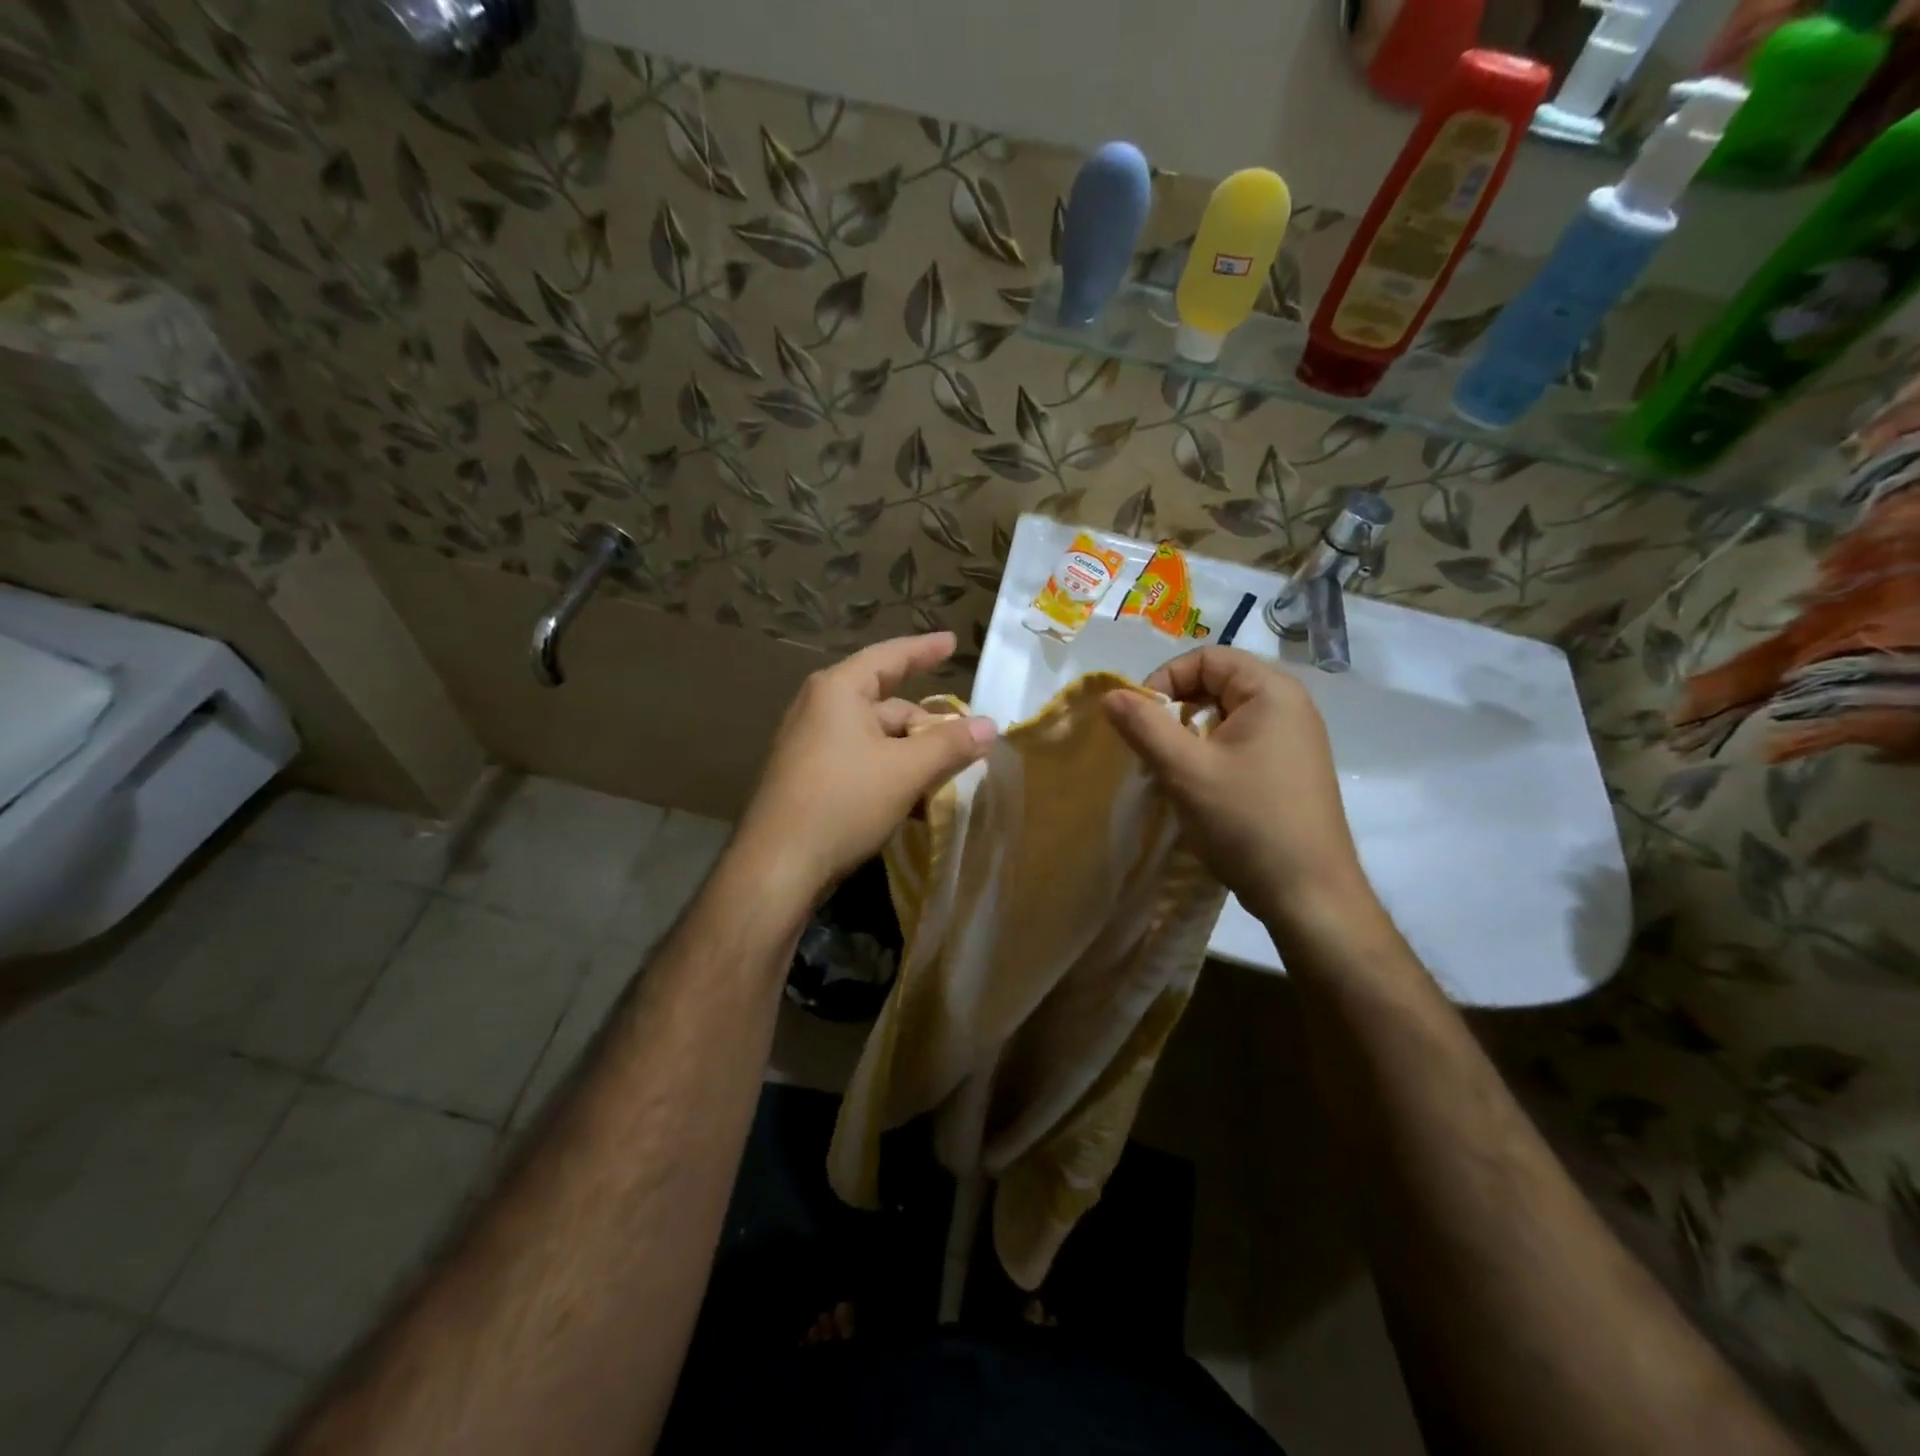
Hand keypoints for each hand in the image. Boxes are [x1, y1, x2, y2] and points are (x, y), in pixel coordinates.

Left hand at [732, 632, 994, 914]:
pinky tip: (913, 806)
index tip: (952, 642)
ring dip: (912, 758)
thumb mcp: (906, 770)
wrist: (778, 866)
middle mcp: (821, 708)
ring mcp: (812, 744)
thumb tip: (990, 725)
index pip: (890, 657)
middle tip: (966, 749)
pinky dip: (889, 775)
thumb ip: (950, 744)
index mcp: (839, 690)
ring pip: (878, 740)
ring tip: (944, 784)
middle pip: (889, 705)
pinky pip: (861, 763)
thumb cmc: (843, 802)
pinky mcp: (809, 777)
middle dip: (928, 728)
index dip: (925, 650)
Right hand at [1104, 647, 1381, 936]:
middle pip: (1217, 684)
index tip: (1140, 720)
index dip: (1165, 679)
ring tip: (1172, 772)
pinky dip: (1211, 754)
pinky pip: (1241, 742)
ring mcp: (1294, 739)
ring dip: (1190, 736)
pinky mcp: (1291, 769)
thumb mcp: (1185, 770)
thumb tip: (1110, 695)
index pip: (1206, 657)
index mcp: (1271, 691)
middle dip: (1175, 710)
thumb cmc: (1247, 822)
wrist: (1309, 894)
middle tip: (1153, 748)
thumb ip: (1144, 726)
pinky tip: (1199, 789)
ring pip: (1225, 716)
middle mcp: (1289, 705)